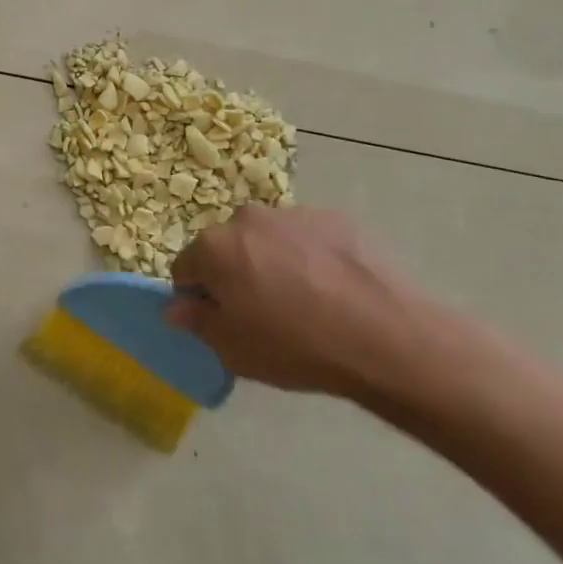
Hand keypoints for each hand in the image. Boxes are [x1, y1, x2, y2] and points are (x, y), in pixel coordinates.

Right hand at [168, 205, 466, 404]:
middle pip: (227, 247)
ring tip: (305, 301)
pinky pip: (307, 238)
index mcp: (214, 247)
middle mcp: (247, 219)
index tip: (222, 320)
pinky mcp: (336, 218)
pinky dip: (310, 257)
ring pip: (268, 239)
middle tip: (263, 312)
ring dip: (272, 261)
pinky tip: (334, 289)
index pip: (185, 268)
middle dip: (235, 273)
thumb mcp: (233, 349)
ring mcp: (294, 214)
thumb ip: (197, 323)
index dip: (198, 297)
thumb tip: (178, 308)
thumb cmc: (295, 346)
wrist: (384, 336)